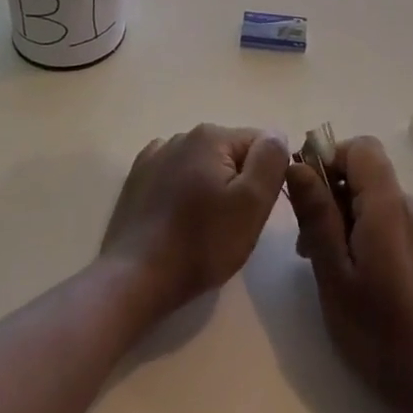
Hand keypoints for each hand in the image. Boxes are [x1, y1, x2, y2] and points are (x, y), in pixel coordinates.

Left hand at [101, 124, 289, 315]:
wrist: (136, 278)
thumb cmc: (201, 243)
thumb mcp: (252, 203)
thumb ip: (270, 159)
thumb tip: (276, 134)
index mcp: (211, 135)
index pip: (261, 144)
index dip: (266, 177)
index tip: (255, 211)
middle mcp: (182, 135)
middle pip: (231, 154)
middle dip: (239, 183)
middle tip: (232, 224)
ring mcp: (156, 155)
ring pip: (204, 165)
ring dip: (212, 188)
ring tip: (204, 227)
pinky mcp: (138, 178)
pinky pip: (176, 176)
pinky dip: (184, 191)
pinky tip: (178, 219)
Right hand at [286, 136, 412, 412]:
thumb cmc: (380, 334)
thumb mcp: (334, 276)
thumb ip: (317, 215)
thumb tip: (298, 165)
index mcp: (389, 206)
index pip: (361, 148)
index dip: (330, 159)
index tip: (307, 196)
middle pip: (369, 177)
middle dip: (334, 198)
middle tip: (310, 249)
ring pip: (382, 203)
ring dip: (352, 221)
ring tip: (336, 272)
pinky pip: (400, 224)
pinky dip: (375, 236)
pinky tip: (368, 283)